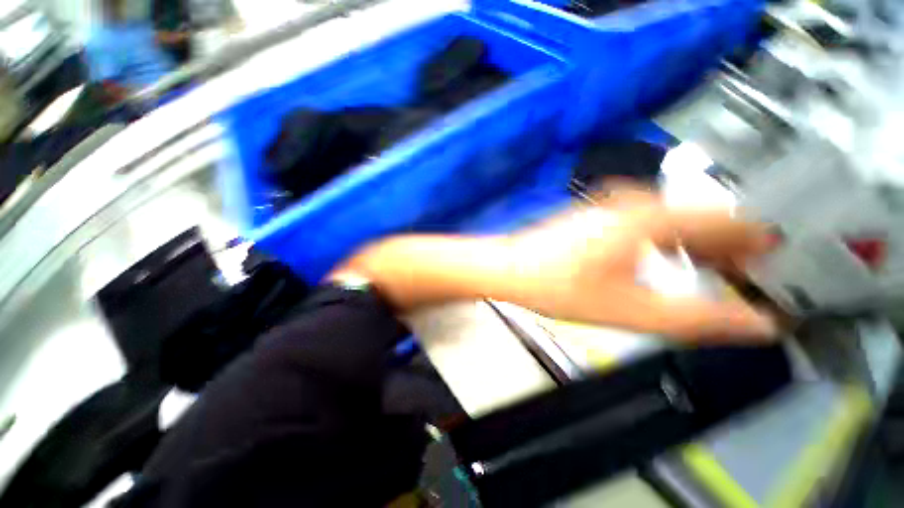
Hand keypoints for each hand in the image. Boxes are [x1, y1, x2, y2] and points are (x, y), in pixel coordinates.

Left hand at [506, 196, 777, 342]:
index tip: (779, 261)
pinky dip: (668, 240)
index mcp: (650, 217)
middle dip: (729, 244)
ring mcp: (610, 207)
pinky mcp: (596, 217)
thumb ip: (698, 317)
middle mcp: (633, 202)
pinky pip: (646, 223)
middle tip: (752, 273)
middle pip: (699, 217)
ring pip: (672, 219)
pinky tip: (667, 260)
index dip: (758, 241)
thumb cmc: (559, 287)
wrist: (510, 270)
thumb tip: (759, 324)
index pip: (727, 220)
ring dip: (697, 243)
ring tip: (716, 271)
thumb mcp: (631, 310)